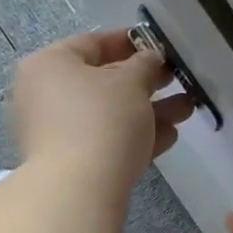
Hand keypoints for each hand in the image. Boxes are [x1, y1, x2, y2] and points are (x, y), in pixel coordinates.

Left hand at [11, 29, 195, 196]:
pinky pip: (106, 143)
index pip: (92, 44)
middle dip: (145, 83)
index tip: (158, 45)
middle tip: (177, 80)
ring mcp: (56, 134)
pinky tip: (169, 137)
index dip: (129, 42)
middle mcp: (46, 97)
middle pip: (102, 83)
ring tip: (186, 110)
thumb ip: (144, 65)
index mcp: (50, 65)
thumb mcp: (131, 83)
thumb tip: (150, 60)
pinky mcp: (71, 166)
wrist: (79, 190)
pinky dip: (135, 138)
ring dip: (148, 112)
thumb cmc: (102, 120)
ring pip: (109, 116)